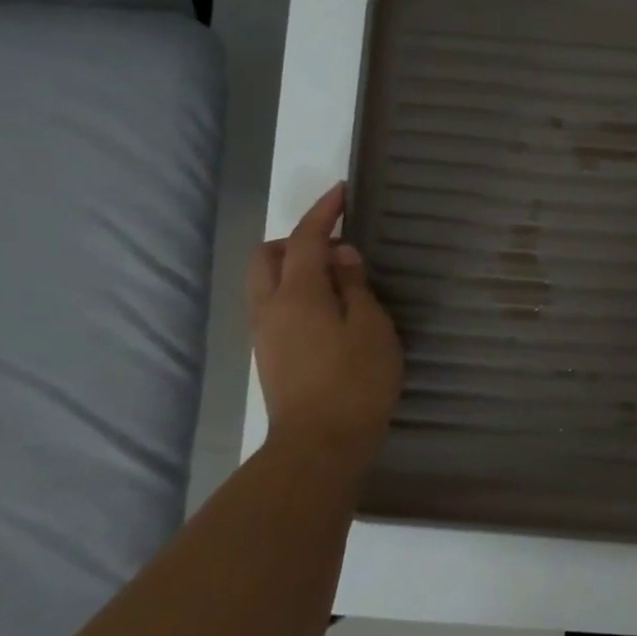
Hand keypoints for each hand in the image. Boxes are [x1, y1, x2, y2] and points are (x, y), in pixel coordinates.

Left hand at [248, 183, 403, 461]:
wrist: (320, 444)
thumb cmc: (356, 380)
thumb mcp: (371, 326)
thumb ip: (355, 285)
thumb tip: (341, 255)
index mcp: (297, 295)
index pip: (305, 239)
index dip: (323, 212)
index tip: (342, 191)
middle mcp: (270, 308)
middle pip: (268, 256)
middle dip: (297, 239)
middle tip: (337, 245)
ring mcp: (265, 333)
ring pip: (266, 281)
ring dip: (294, 265)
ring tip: (338, 277)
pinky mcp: (270, 354)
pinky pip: (274, 304)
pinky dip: (295, 290)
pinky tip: (329, 307)